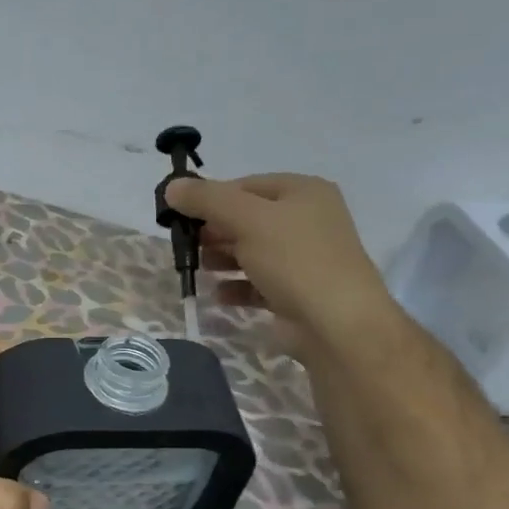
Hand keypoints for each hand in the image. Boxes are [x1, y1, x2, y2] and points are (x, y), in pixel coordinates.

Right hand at [163, 172, 396, 353]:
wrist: (336, 323)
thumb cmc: (294, 260)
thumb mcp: (247, 220)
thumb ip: (207, 200)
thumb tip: (172, 187)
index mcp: (303, 192)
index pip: (246, 185)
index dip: (211, 198)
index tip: (181, 216)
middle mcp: (306, 220)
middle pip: (247, 218)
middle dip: (215, 231)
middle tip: (188, 245)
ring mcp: (302, 258)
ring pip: (251, 251)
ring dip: (222, 259)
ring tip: (200, 269)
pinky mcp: (295, 292)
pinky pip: (257, 283)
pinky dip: (236, 286)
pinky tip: (219, 294)